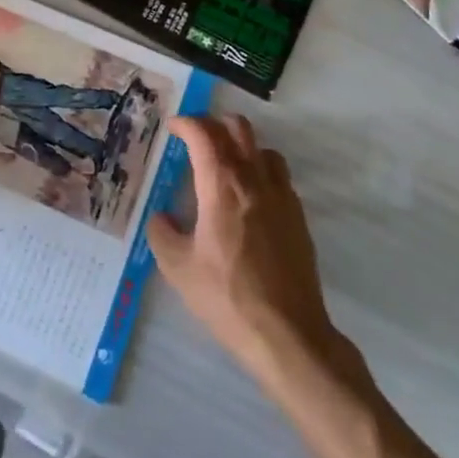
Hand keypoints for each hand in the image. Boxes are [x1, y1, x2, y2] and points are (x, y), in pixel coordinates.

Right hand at [148, 115, 336, 383]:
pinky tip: (249, 197)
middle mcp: (253, 179)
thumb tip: (161, 217)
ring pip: (262, 148)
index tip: (172, 128)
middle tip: (195, 139)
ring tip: (224, 164)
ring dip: (241, 145)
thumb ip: (162, 234)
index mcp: (221, 184)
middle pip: (237, 128)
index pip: (204, 133)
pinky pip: (278, 175)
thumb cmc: (227, 297)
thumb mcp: (179, 269)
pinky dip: (260, 170)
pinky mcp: (298, 216)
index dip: (186, 123)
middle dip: (214, 124)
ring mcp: (281, 196)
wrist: (288, 334)